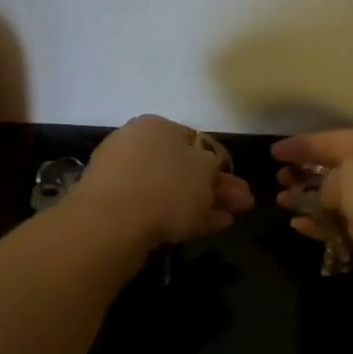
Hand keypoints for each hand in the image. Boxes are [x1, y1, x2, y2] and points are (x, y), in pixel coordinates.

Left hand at [72, 115, 254, 248]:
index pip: (196, 139)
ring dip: (203, 203)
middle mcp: (138, 146)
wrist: (111, 224)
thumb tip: (211, 164)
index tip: (237, 181)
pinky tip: (208, 227)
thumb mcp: (203, 171)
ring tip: (229, 219)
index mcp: (157, 126)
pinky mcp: (117, 208)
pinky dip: (184, 216)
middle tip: (241, 204)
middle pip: (185, 166)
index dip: (220, 161)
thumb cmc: (164, 187)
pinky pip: (158, 208)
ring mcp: (125, 178)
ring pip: (174, 189)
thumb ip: (213, 165)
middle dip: (215, 185)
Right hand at [272, 128, 352, 291]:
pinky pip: (345, 224)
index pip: (332, 139)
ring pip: (339, 198)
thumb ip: (328, 181)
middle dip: (306, 172)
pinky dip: (322, 224)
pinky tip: (299, 225)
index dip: (301, 144)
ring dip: (310, 200)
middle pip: (336, 167)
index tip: (274, 152)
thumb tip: (326, 195)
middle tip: (279, 179)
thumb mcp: (350, 174)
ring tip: (282, 201)